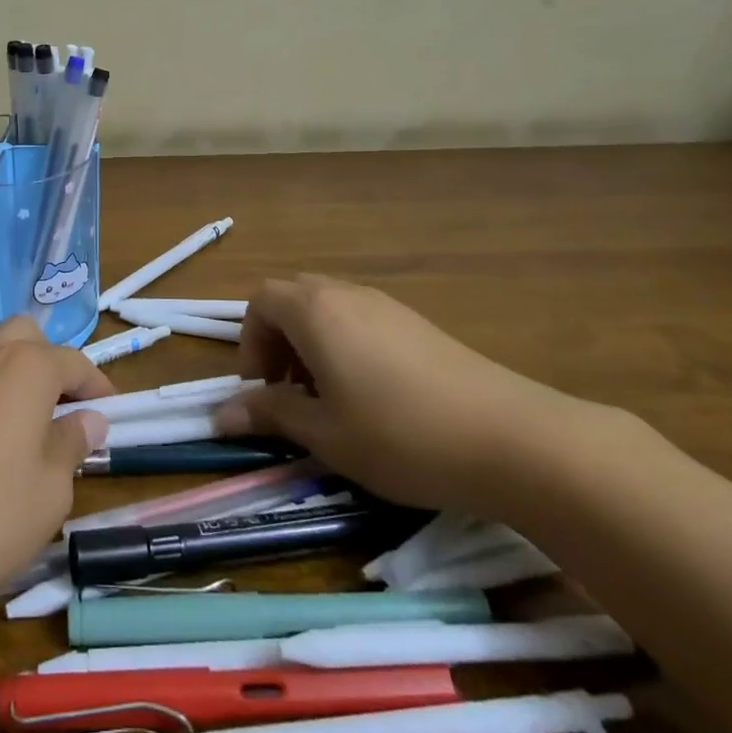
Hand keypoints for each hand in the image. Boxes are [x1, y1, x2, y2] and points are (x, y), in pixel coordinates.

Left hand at [0, 317, 114, 623]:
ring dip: (2, 361)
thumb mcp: (48, 495)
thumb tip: (87, 419)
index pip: (73, 362)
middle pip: (24, 335)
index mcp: (27, 368)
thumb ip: (71, 447)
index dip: (96, 385)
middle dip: (48, 361)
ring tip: (8, 406)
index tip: (109, 410)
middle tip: (58, 406)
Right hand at [215, 275, 587, 514]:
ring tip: (328, 398)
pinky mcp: (418, 323)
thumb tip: (221, 415)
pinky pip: (361, 319)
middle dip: (278, 339)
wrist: (510, 438)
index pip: (260, 300)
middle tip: (289, 390)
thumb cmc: (400, 435)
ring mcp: (387, 305)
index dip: (250, 342)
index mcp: (315, 311)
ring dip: (311, 343)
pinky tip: (371, 396)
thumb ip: (271, 414)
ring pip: (329, 307)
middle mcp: (347, 294)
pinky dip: (345, 345)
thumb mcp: (325, 433)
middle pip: (293, 297)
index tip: (262, 390)